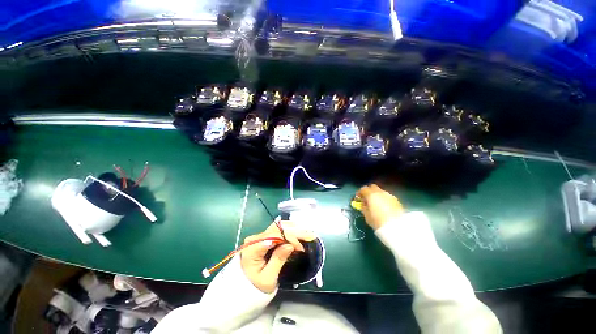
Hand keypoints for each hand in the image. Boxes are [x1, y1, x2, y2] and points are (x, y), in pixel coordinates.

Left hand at [240, 221, 314, 292]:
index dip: (290, 238)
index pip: (275, 236)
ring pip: (279, 227)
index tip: (301, 247)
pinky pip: (278, 231)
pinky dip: (289, 231)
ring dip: (293, 229)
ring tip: (306, 233)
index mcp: (253, 246)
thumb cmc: (254, 287)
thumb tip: (290, 245)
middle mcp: (256, 237)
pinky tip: (298, 232)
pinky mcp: (264, 238)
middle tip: (310, 236)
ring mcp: (260, 236)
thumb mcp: (267, 278)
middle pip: (278, 229)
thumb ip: (278, 259)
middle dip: (295, 231)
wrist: (242, 289)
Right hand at [356, 184, 403, 229]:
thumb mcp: (367, 216)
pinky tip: (384, 207)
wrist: (397, 227)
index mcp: (371, 195)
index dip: (359, 193)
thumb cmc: (378, 221)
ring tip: (376, 204)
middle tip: (367, 199)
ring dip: (377, 196)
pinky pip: (387, 197)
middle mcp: (380, 192)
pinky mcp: (397, 200)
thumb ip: (363, 208)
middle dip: (369, 191)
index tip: (358, 198)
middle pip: (372, 187)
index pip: (363, 189)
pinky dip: (384, 199)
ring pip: (381, 192)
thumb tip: (363, 204)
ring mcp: (389, 195)